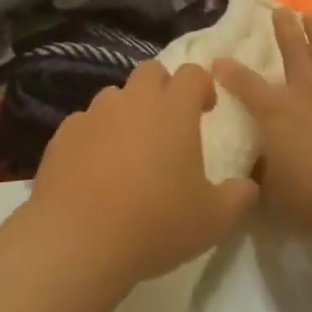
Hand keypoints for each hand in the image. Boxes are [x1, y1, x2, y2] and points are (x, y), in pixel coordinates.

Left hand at [28, 62, 258, 286]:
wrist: (78, 240)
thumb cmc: (155, 223)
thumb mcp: (213, 220)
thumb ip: (238, 197)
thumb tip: (248, 186)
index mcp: (173, 110)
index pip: (192, 74)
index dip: (202, 86)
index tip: (206, 110)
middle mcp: (133, 101)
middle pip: (150, 72)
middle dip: (163, 88)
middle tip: (169, 123)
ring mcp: (93, 115)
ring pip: (115, 96)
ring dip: (127, 112)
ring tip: (130, 150)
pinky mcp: (63, 135)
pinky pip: (84, 123)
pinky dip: (95, 136)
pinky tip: (95, 169)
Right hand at [213, 11, 311, 239]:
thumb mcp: (272, 194)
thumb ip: (258, 176)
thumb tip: (248, 170)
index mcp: (275, 112)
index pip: (245, 84)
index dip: (229, 71)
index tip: (218, 59)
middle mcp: (306, 93)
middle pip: (293, 53)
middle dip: (284, 31)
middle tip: (280, 10)